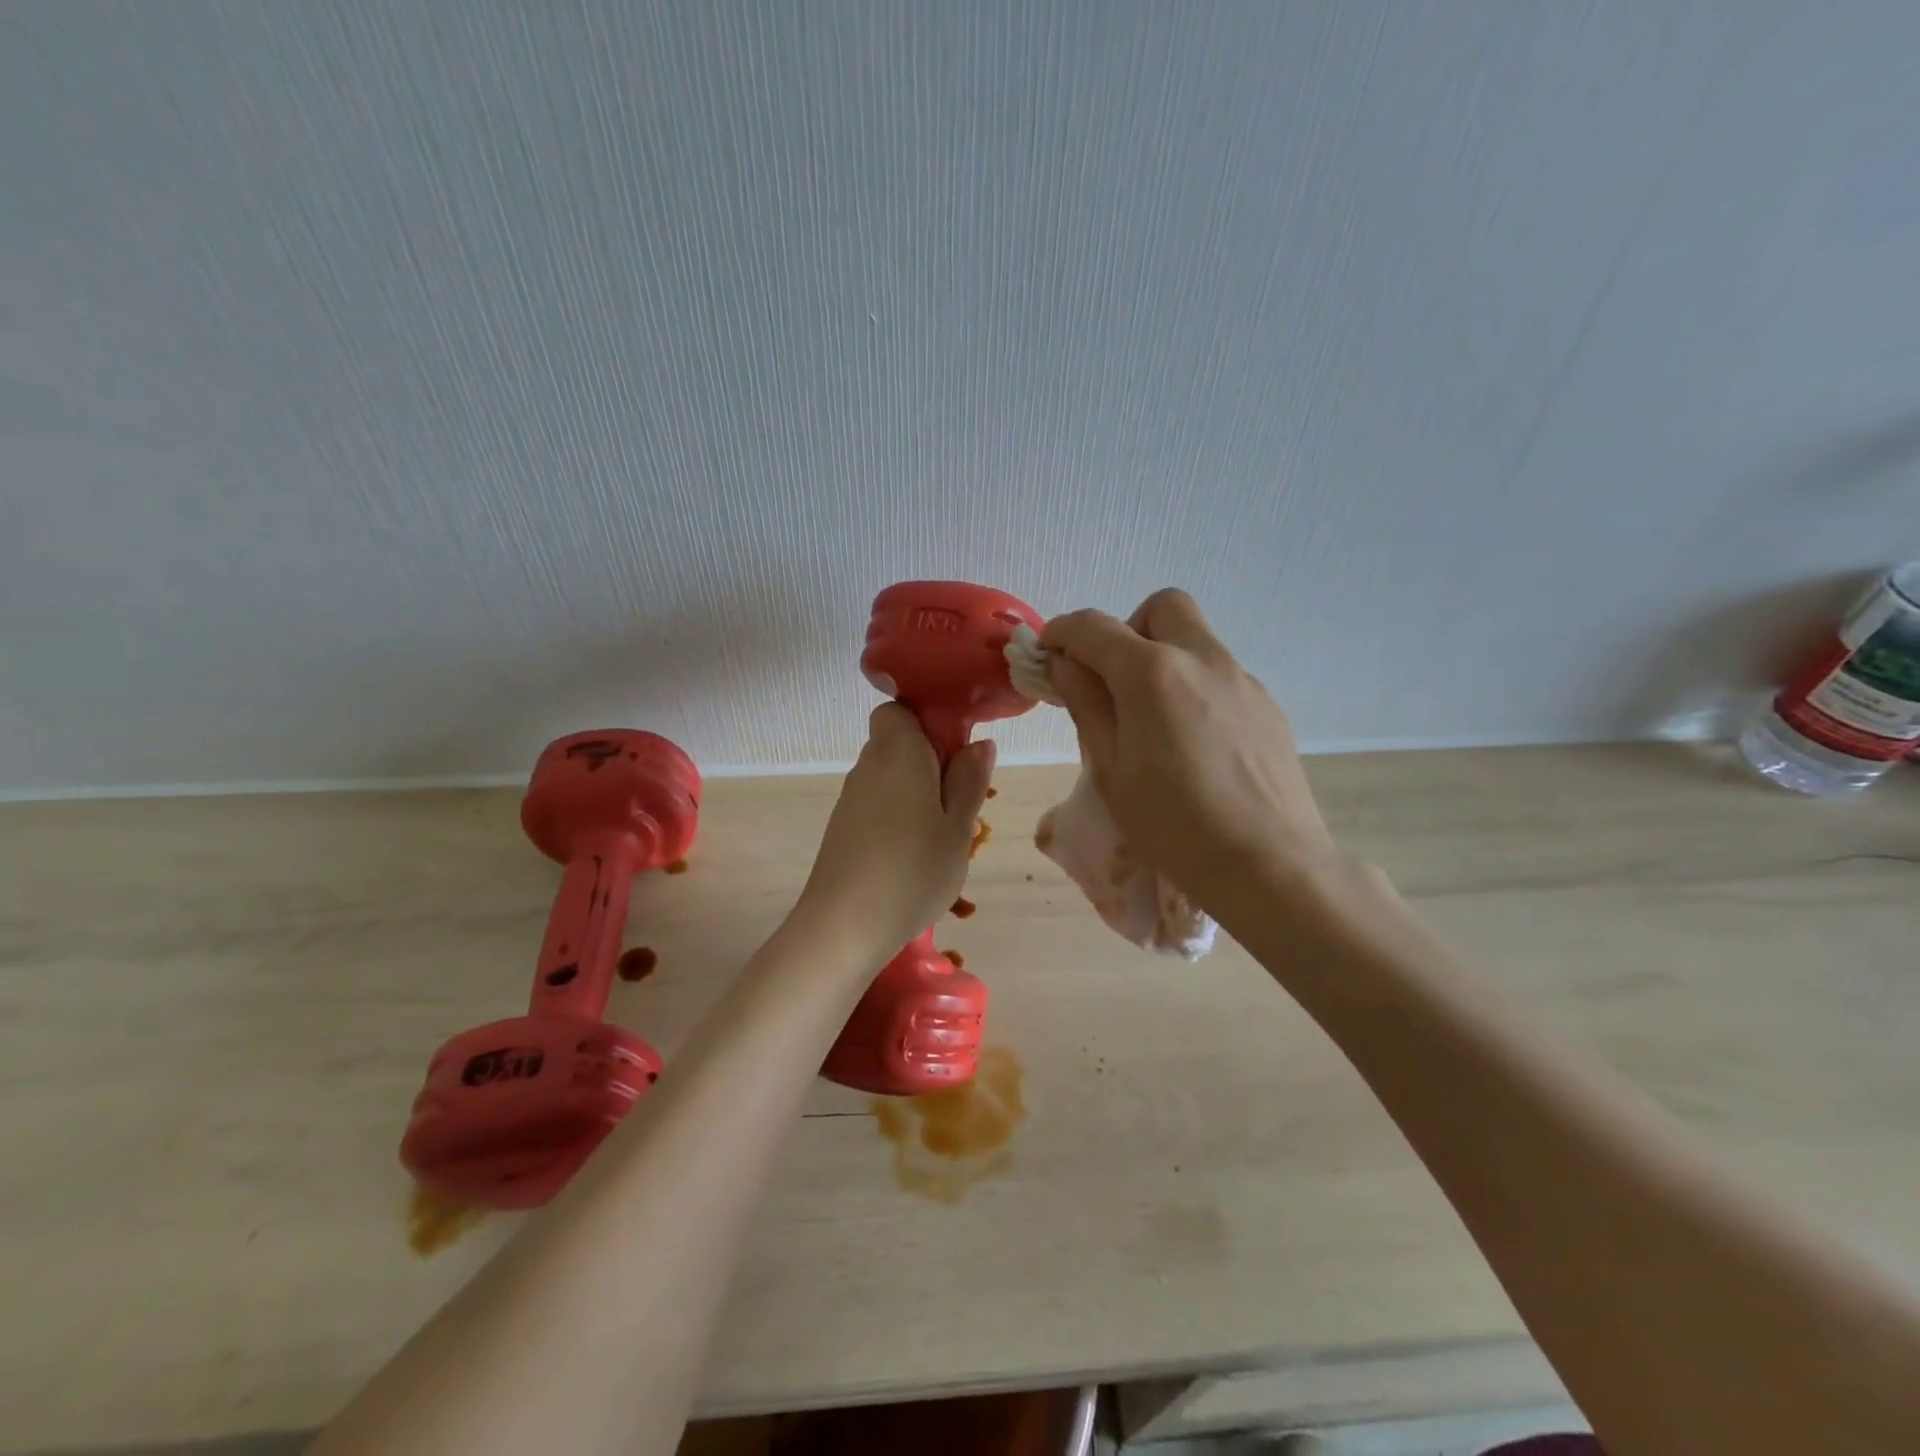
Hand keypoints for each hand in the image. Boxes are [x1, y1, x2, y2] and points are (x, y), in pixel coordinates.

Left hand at [796, 704, 994, 957]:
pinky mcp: (843, 827)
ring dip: (919, 791)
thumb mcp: (957, 828)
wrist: (843, 926)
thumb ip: (969, 781)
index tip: (959, 752)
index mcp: (897, 752)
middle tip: (962, 800)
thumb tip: (980, 744)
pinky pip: (879, 802)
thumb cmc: (912, 871)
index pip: (901, 709)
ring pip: (892, 776)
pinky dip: (900, 814)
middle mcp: (868, 765)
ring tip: (945, 833)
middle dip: (932, 760)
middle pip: (899, 743)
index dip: (930, 721)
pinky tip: (916, 852)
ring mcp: (852, 798)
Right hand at [1039, 589, 1340, 907]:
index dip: (1061, 632)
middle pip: (1161, 608)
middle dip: (1126, 629)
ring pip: (1196, 640)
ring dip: (1163, 657)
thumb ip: (1086, 705)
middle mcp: (1202, 660)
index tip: (1048, 653)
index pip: (1093, 627)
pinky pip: (1221, 675)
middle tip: (1112, 678)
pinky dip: (1194, 685)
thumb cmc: (1172, 826)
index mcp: (1152, 673)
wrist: (1268, 866)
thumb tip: (1067, 665)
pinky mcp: (1268, 706)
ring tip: (1152, 720)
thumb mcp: (1111, 769)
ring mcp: (1242, 680)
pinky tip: (1194, 743)